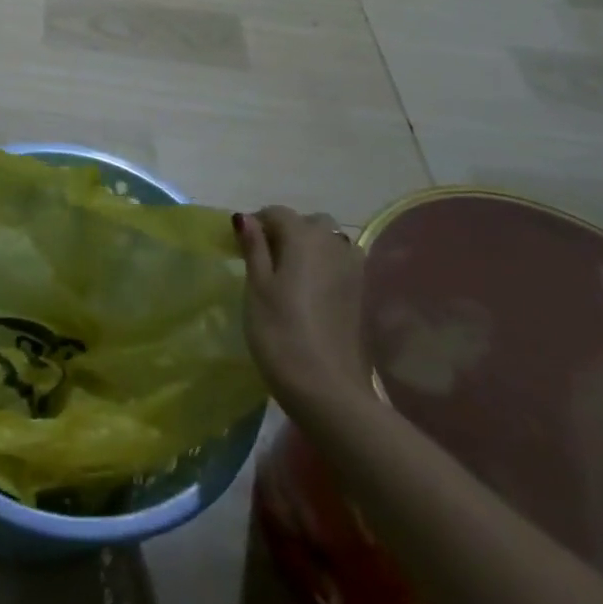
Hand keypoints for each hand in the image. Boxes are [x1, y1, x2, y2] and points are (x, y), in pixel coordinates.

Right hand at [235, 207, 375, 414]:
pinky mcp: (362, 295)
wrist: (329, 390)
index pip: (278, 213)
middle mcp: (334, 245)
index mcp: (305, 238)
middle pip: (310, 222)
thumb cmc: (281, 333)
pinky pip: (342, 264)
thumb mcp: (257, 287)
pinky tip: (310, 291)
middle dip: (288, 230)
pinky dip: (325, 265)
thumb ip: (254, 247)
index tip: (240, 244)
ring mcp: (354, 271)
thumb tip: (246, 217)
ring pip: (331, 241)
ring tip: (289, 272)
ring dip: (311, 246)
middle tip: (265, 257)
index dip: (257, 222)